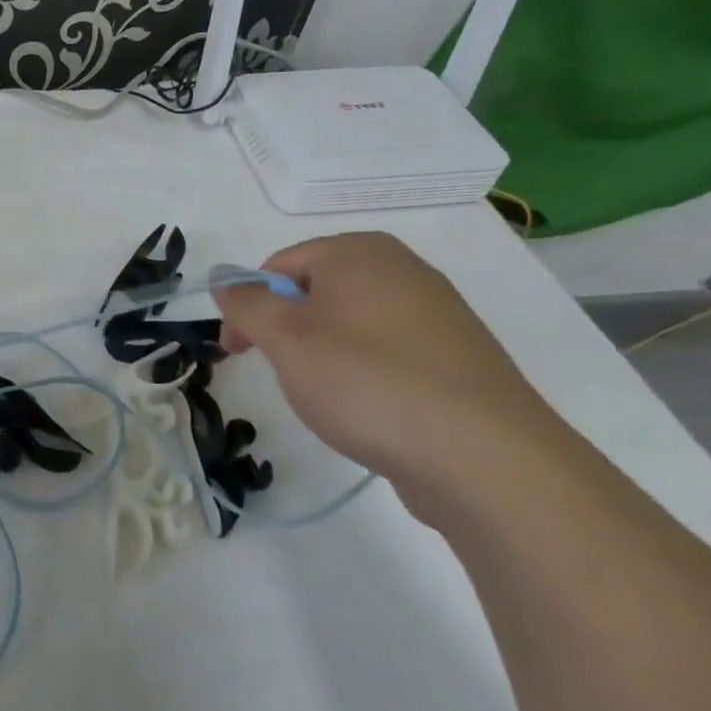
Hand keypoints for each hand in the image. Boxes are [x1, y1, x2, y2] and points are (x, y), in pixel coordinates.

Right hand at [213, 232, 571, 510]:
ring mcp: (438, 312)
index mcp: (359, 252)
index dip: (249, 306)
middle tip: (280, 374)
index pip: (279, 265)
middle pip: (316, 291)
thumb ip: (247, 304)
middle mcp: (402, 268)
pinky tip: (371, 410)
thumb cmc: (368, 383)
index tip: (236, 352)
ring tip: (328, 399)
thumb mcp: (287, 341)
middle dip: (286, 330)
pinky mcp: (458, 357)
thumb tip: (225, 279)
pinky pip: (390, 352)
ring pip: (351, 324)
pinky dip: (365, 373)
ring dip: (323, 354)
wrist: (486, 458)